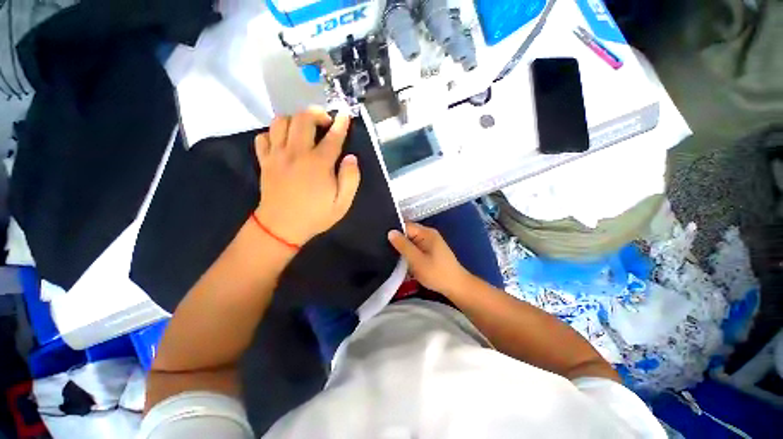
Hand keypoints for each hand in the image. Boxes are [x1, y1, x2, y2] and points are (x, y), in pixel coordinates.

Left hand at [255, 107, 360, 245]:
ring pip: (280, 121)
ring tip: (304, 129)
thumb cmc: (315, 215)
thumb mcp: (342, 203)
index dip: (341, 124)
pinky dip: (274, 133)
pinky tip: (283, 142)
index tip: (345, 115)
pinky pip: (263, 136)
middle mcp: (297, 153)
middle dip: (316, 113)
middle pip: (303, 119)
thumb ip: (350, 179)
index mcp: (319, 164)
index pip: (333, 137)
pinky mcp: (264, 161)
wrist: (281, 227)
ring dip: (295, 119)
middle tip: (325, 122)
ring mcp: (277, 155)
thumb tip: (351, 158)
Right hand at [388, 223, 471, 296]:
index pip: (405, 226)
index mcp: (426, 233)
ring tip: (389, 254)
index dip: (393, 231)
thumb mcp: (417, 260)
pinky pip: (415, 247)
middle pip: (407, 232)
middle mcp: (428, 234)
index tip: (381, 239)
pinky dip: (408, 253)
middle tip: (382, 248)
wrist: (456, 286)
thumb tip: (390, 232)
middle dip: (397, 241)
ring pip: (410, 241)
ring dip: (402, 248)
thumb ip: (403, 245)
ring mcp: (429, 242)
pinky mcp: (429, 250)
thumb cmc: (436, 273)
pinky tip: (401, 259)